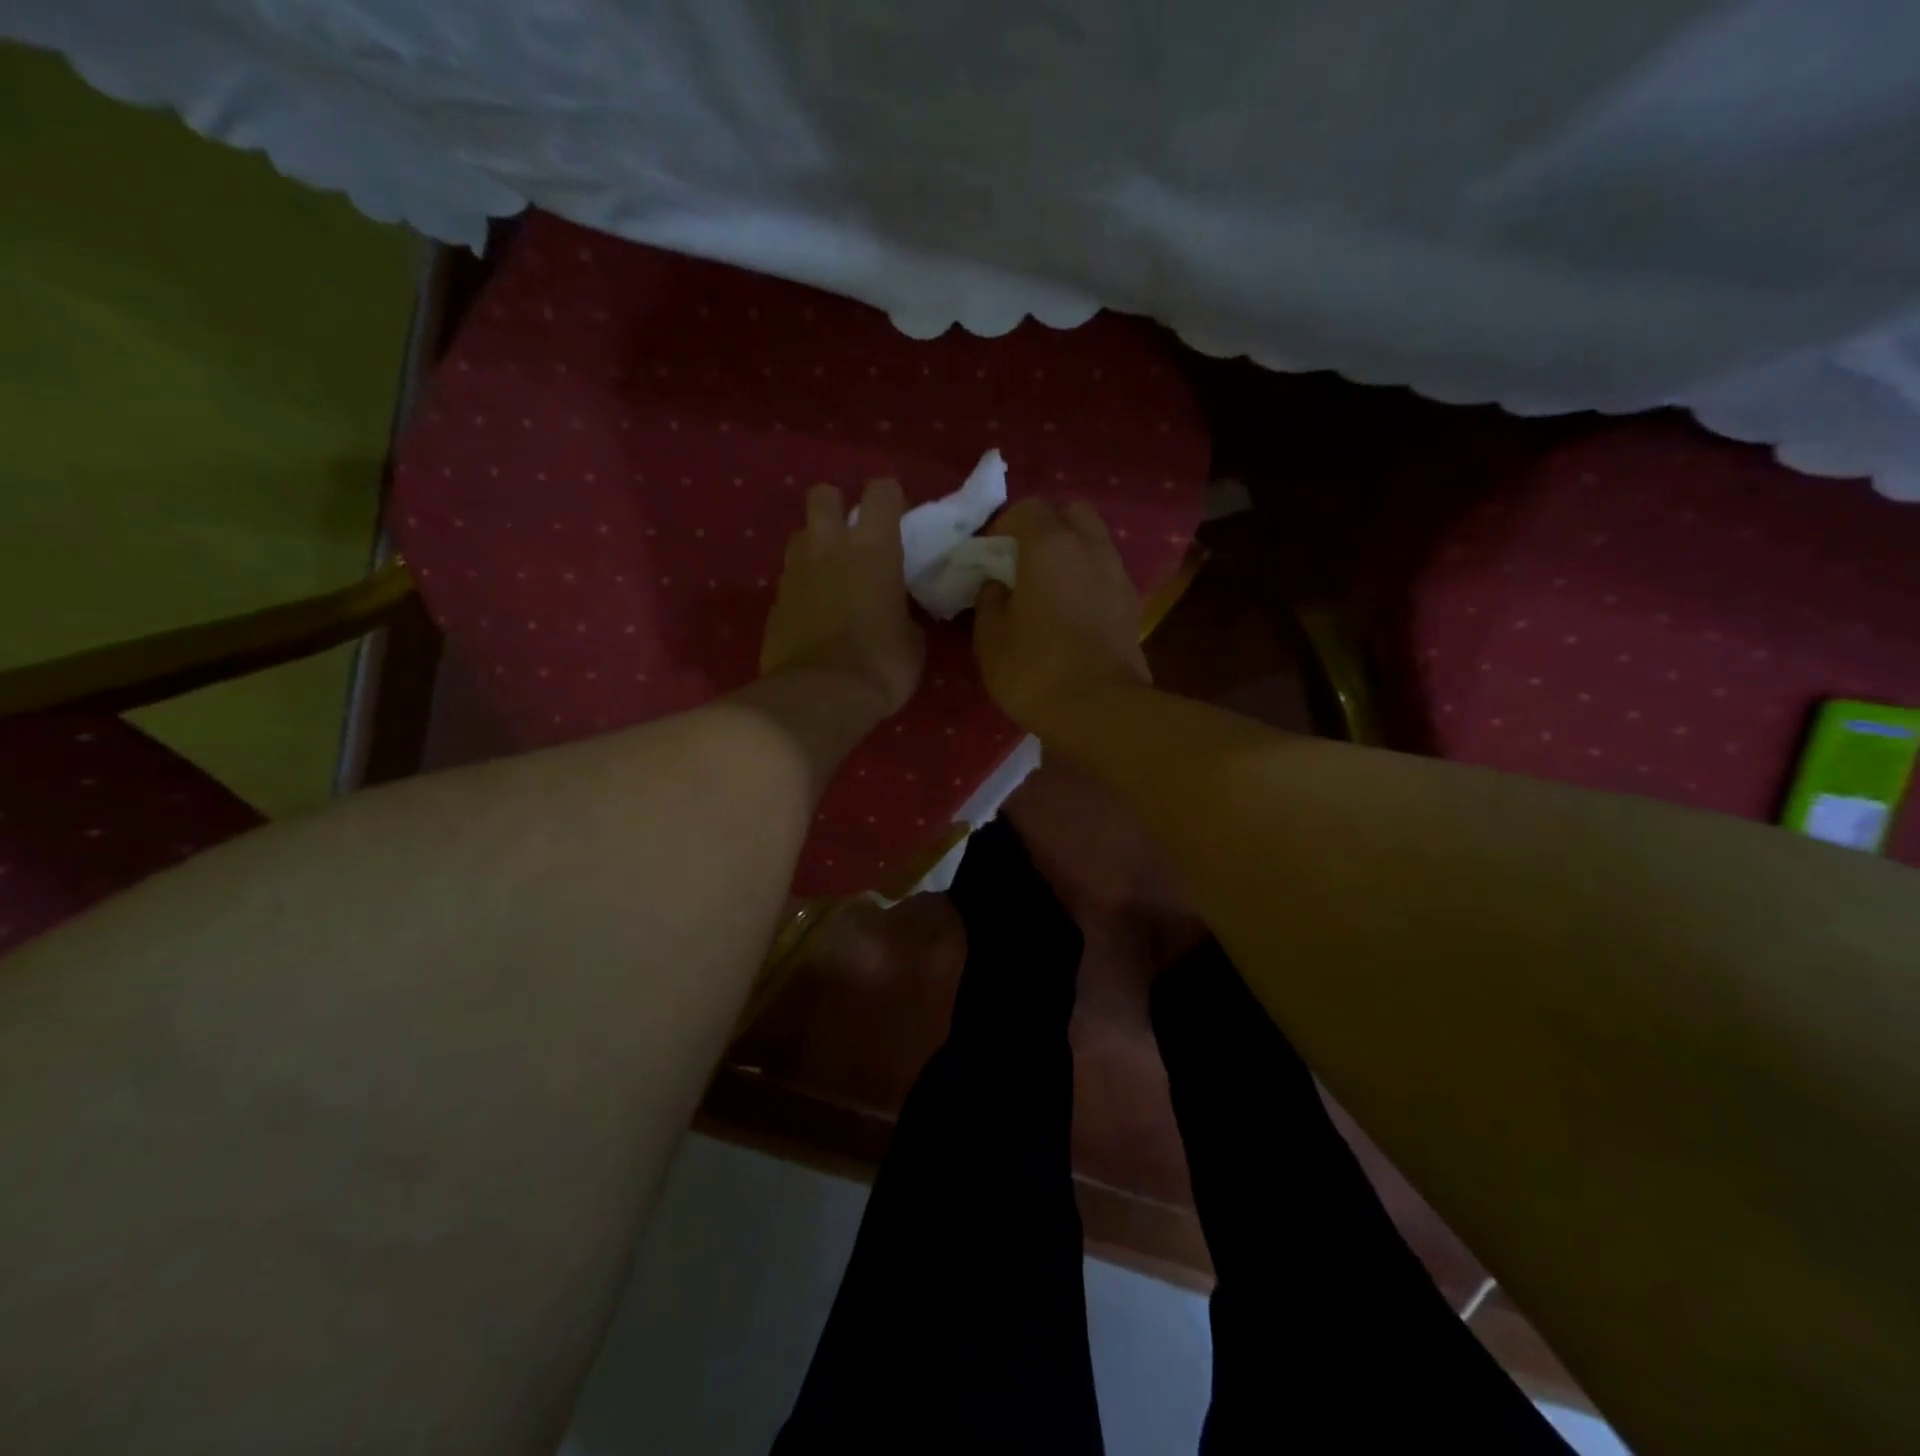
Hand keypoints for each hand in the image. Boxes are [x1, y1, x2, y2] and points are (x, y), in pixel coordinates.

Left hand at [760, 478, 924, 719]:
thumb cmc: (881, 665)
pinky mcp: (774, 600)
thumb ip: (904, 611)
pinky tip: (815, 612)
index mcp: (874, 547)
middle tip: (853, 537)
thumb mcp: (912, 641)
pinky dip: (803, 586)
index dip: (891, 499)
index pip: (882, 491)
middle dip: (838, 507)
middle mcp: (829, 545)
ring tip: (831, 574)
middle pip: (824, 495)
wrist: (819, 696)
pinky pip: (790, 577)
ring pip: (800, 534)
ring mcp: (795, 571)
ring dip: (816, 545)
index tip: (899, 520)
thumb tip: (897, 611)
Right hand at [973, 499, 1150, 732]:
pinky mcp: (1132, 606)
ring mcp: (1118, 576)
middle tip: (1022, 558)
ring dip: (1070, 552)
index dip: (1002, 525)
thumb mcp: (990, 637)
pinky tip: (1070, 609)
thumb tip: (998, 584)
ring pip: (1094, 542)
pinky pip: (1105, 574)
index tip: (986, 554)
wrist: (1100, 710)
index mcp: (1051, 545)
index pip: (1027, 508)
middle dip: (1046, 526)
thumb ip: (989, 599)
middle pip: (1072, 512)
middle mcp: (1091, 548)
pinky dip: (1087, 578)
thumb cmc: (1035, 669)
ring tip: (1046, 585)